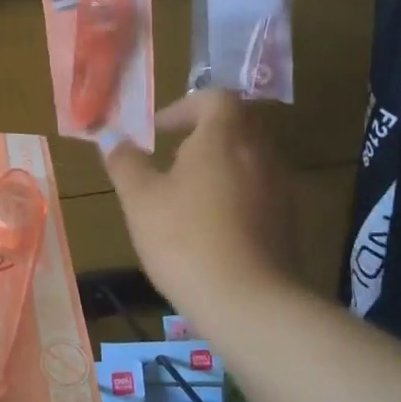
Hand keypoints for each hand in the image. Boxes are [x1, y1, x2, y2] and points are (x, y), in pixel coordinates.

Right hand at [101, 90, 300, 322]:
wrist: (248, 303)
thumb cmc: (185, 239)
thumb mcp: (140, 199)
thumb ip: (125, 163)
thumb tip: (113, 139)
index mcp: (224, 137)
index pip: (214, 98)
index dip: (184, 107)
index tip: (158, 132)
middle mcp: (260, 153)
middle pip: (235, 126)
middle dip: (201, 136)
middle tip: (169, 161)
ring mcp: (280, 188)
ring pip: (248, 160)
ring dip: (219, 167)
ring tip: (186, 197)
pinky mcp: (288, 222)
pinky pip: (259, 192)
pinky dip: (234, 196)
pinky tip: (210, 229)